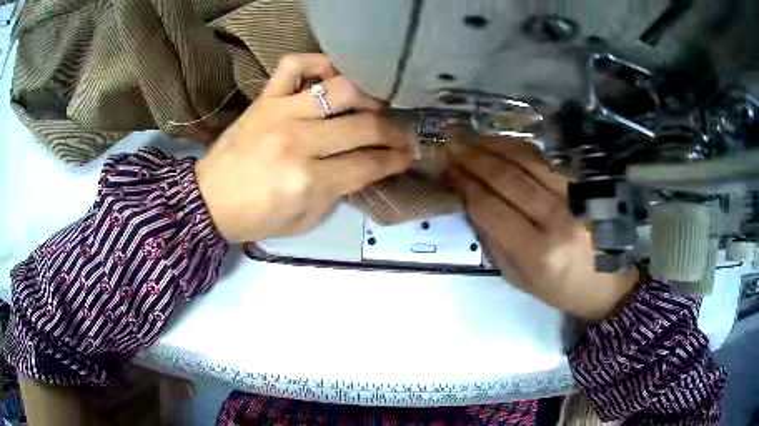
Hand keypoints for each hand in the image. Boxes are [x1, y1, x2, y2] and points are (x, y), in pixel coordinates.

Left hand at [195, 54, 413, 241]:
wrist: (209, 200)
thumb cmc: (256, 216)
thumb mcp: (305, 219)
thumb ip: (338, 192)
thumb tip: (365, 166)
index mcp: (309, 180)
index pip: (368, 164)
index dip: (395, 160)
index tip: (408, 156)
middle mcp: (299, 141)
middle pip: (363, 126)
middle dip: (393, 133)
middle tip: (401, 136)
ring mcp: (281, 113)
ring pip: (340, 89)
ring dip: (367, 97)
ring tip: (371, 108)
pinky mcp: (264, 99)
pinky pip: (294, 65)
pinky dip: (317, 62)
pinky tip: (329, 75)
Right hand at [445, 137, 637, 321]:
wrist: (605, 282)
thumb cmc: (559, 287)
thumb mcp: (518, 278)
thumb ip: (494, 241)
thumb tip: (469, 201)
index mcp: (538, 252)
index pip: (490, 208)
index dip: (464, 185)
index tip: (445, 172)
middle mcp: (557, 219)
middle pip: (506, 179)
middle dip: (472, 159)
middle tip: (449, 147)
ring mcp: (573, 197)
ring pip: (525, 161)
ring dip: (491, 146)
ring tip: (467, 140)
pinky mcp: (582, 185)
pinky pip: (543, 159)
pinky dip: (516, 147)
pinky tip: (497, 144)